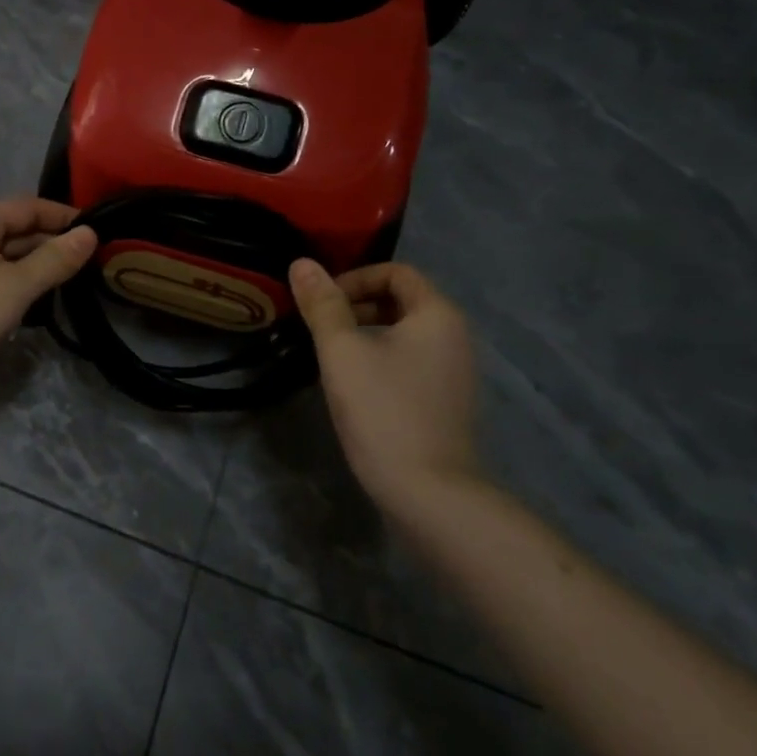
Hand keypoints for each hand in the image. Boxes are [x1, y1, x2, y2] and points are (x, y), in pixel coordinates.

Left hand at [0, 198, 97, 397]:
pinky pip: (2, 272)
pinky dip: (25, 279)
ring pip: (12, 253)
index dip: (64, 216)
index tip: (101, 231)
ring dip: (43, 262)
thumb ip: (56, 258)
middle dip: (55, 242)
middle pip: (20, 228)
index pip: (28, 207)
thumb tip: (92, 233)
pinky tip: (49, 293)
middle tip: (97, 259)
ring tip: (80, 275)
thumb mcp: (17, 285)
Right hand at [289, 259, 481, 516]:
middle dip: (357, 305)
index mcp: (437, 314)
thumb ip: (322, 304)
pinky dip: (381, 359)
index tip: (321, 303)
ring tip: (331, 356)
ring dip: (365, 333)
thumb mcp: (342, 351)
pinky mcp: (446, 401)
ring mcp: (454, 372)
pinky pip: (410, 361)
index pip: (396, 272)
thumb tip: (301, 262)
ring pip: (404, 333)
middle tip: (320, 327)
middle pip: (402, 300)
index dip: (354, 278)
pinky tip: (355, 386)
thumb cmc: (383, 410)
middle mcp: (455, 336)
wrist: (429, 493)